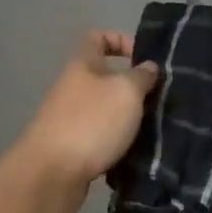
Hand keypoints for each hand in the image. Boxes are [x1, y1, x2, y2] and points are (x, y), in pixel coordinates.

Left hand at [14, 31, 158, 212]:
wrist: (50, 175)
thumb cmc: (91, 122)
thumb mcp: (126, 91)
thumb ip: (141, 75)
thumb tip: (149, 67)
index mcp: (83, 65)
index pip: (98, 37)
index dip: (122, 40)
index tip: (145, 59)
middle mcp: (74, 87)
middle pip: (106, 76)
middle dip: (134, 86)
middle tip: (160, 98)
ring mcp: (70, 119)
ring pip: (107, 109)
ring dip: (129, 117)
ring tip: (155, 127)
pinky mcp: (73, 148)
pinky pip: (102, 137)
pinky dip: (119, 142)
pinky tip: (137, 152)